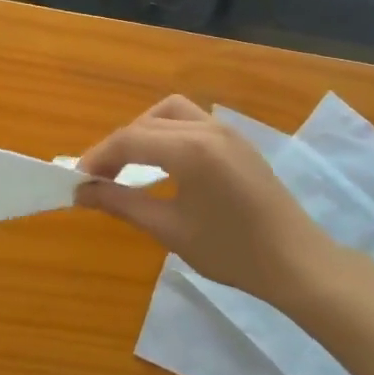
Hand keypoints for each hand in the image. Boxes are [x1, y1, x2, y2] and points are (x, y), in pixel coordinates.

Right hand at [75, 95, 329, 303]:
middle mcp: (207, 129)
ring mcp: (226, 131)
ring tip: (131, 163)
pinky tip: (165, 163)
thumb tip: (82, 192)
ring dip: (144, 130)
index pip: (130, 140)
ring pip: (170, 112)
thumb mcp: (170, 230)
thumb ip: (123, 203)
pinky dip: (168, 132)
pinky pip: (192, 121)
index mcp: (190, 150)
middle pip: (146, 123)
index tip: (76, 180)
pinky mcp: (237, 140)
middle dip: (117, 146)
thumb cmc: (232, 252)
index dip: (98, 157)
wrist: (296, 263)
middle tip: (98, 177)